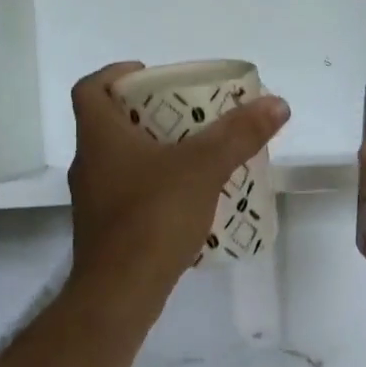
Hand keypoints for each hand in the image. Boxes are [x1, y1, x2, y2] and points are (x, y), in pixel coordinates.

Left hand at [66, 62, 290, 308]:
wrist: (120, 292)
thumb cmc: (152, 218)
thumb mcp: (202, 169)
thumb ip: (238, 135)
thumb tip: (277, 103)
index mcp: (99, 137)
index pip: (90, 89)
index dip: (114, 74)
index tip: (149, 74)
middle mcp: (89, 164)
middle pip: (109, 124)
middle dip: (148, 114)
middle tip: (188, 114)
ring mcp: (94, 201)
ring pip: (121, 162)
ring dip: (154, 152)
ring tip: (196, 155)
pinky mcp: (106, 231)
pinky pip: (131, 195)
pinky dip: (156, 187)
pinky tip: (188, 199)